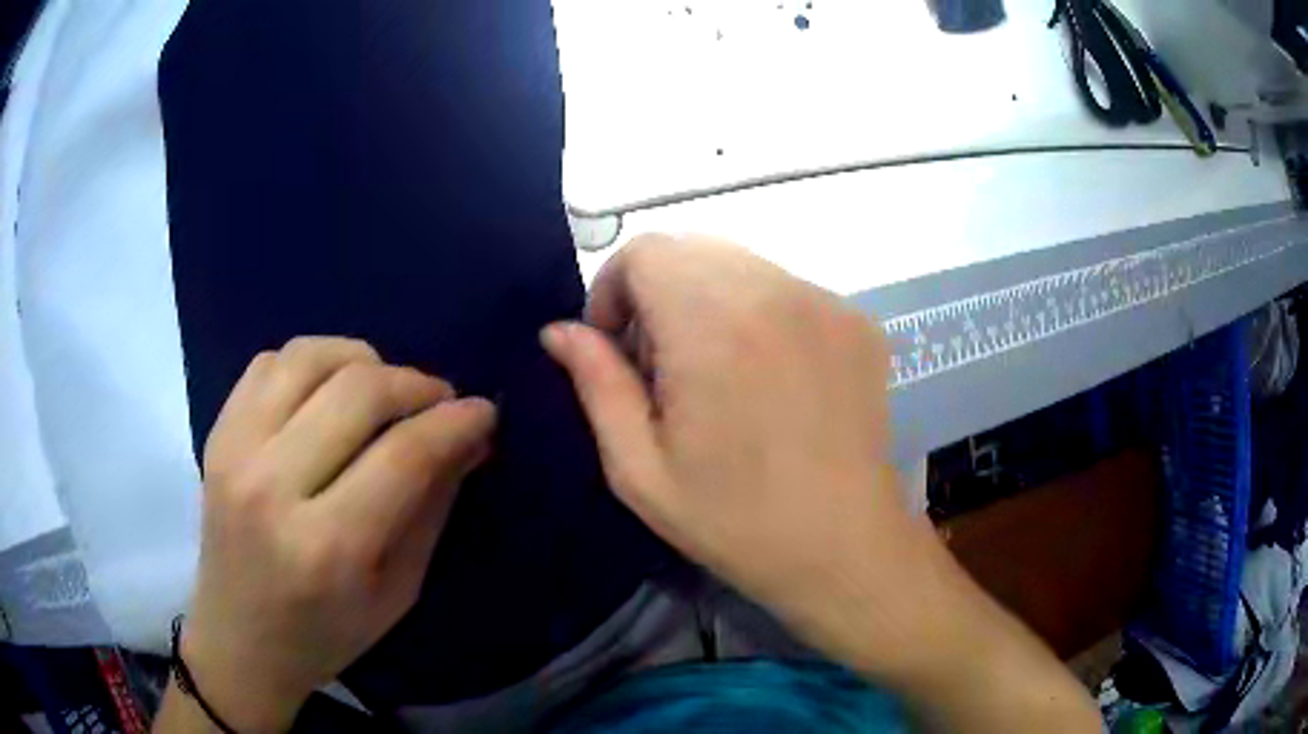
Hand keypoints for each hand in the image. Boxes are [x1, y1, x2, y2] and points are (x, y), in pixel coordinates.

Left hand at [179, 338, 494, 732]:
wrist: (239, 639)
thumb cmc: (325, 634)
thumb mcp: (397, 592)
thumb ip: (432, 509)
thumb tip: (469, 439)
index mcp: (327, 548)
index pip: (404, 454)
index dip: (455, 421)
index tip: (484, 412)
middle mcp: (272, 487)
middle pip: (358, 391)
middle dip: (417, 384)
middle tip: (440, 402)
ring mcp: (234, 451)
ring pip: (311, 358)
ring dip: (365, 361)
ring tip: (385, 388)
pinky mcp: (217, 433)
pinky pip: (270, 361)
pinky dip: (313, 361)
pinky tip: (329, 391)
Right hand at [543, 236, 920, 659]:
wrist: (845, 548)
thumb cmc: (735, 521)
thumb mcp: (640, 469)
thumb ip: (597, 384)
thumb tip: (560, 330)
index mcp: (713, 326)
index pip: (646, 252)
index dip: (614, 289)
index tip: (619, 349)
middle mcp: (775, 292)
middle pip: (692, 250)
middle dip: (658, 294)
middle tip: (662, 368)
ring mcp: (826, 303)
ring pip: (740, 265)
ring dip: (708, 301)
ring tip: (716, 374)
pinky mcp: (858, 321)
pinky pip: (787, 289)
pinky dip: (758, 314)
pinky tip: (768, 379)